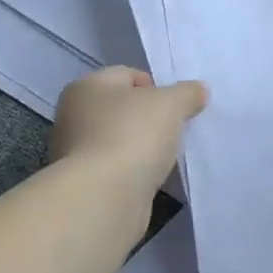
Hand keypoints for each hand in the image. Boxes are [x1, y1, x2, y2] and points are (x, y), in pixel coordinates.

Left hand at [52, 67, 207, 195]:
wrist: (104, 197)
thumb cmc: (133, 136)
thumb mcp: (171, 104)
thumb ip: (187, 93)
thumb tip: (197, 90)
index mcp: (86, 87)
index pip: (127, 75)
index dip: (156, 87)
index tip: (176, 108)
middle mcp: (74, 115)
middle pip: (123, 108)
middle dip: (150, 118)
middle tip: (174, 131)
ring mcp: (76, 152)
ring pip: (120, 139)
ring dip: (142, 147)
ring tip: (165, 157)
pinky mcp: (85, 183)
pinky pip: (118, 168)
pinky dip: (134, 171)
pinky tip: (150, 178)